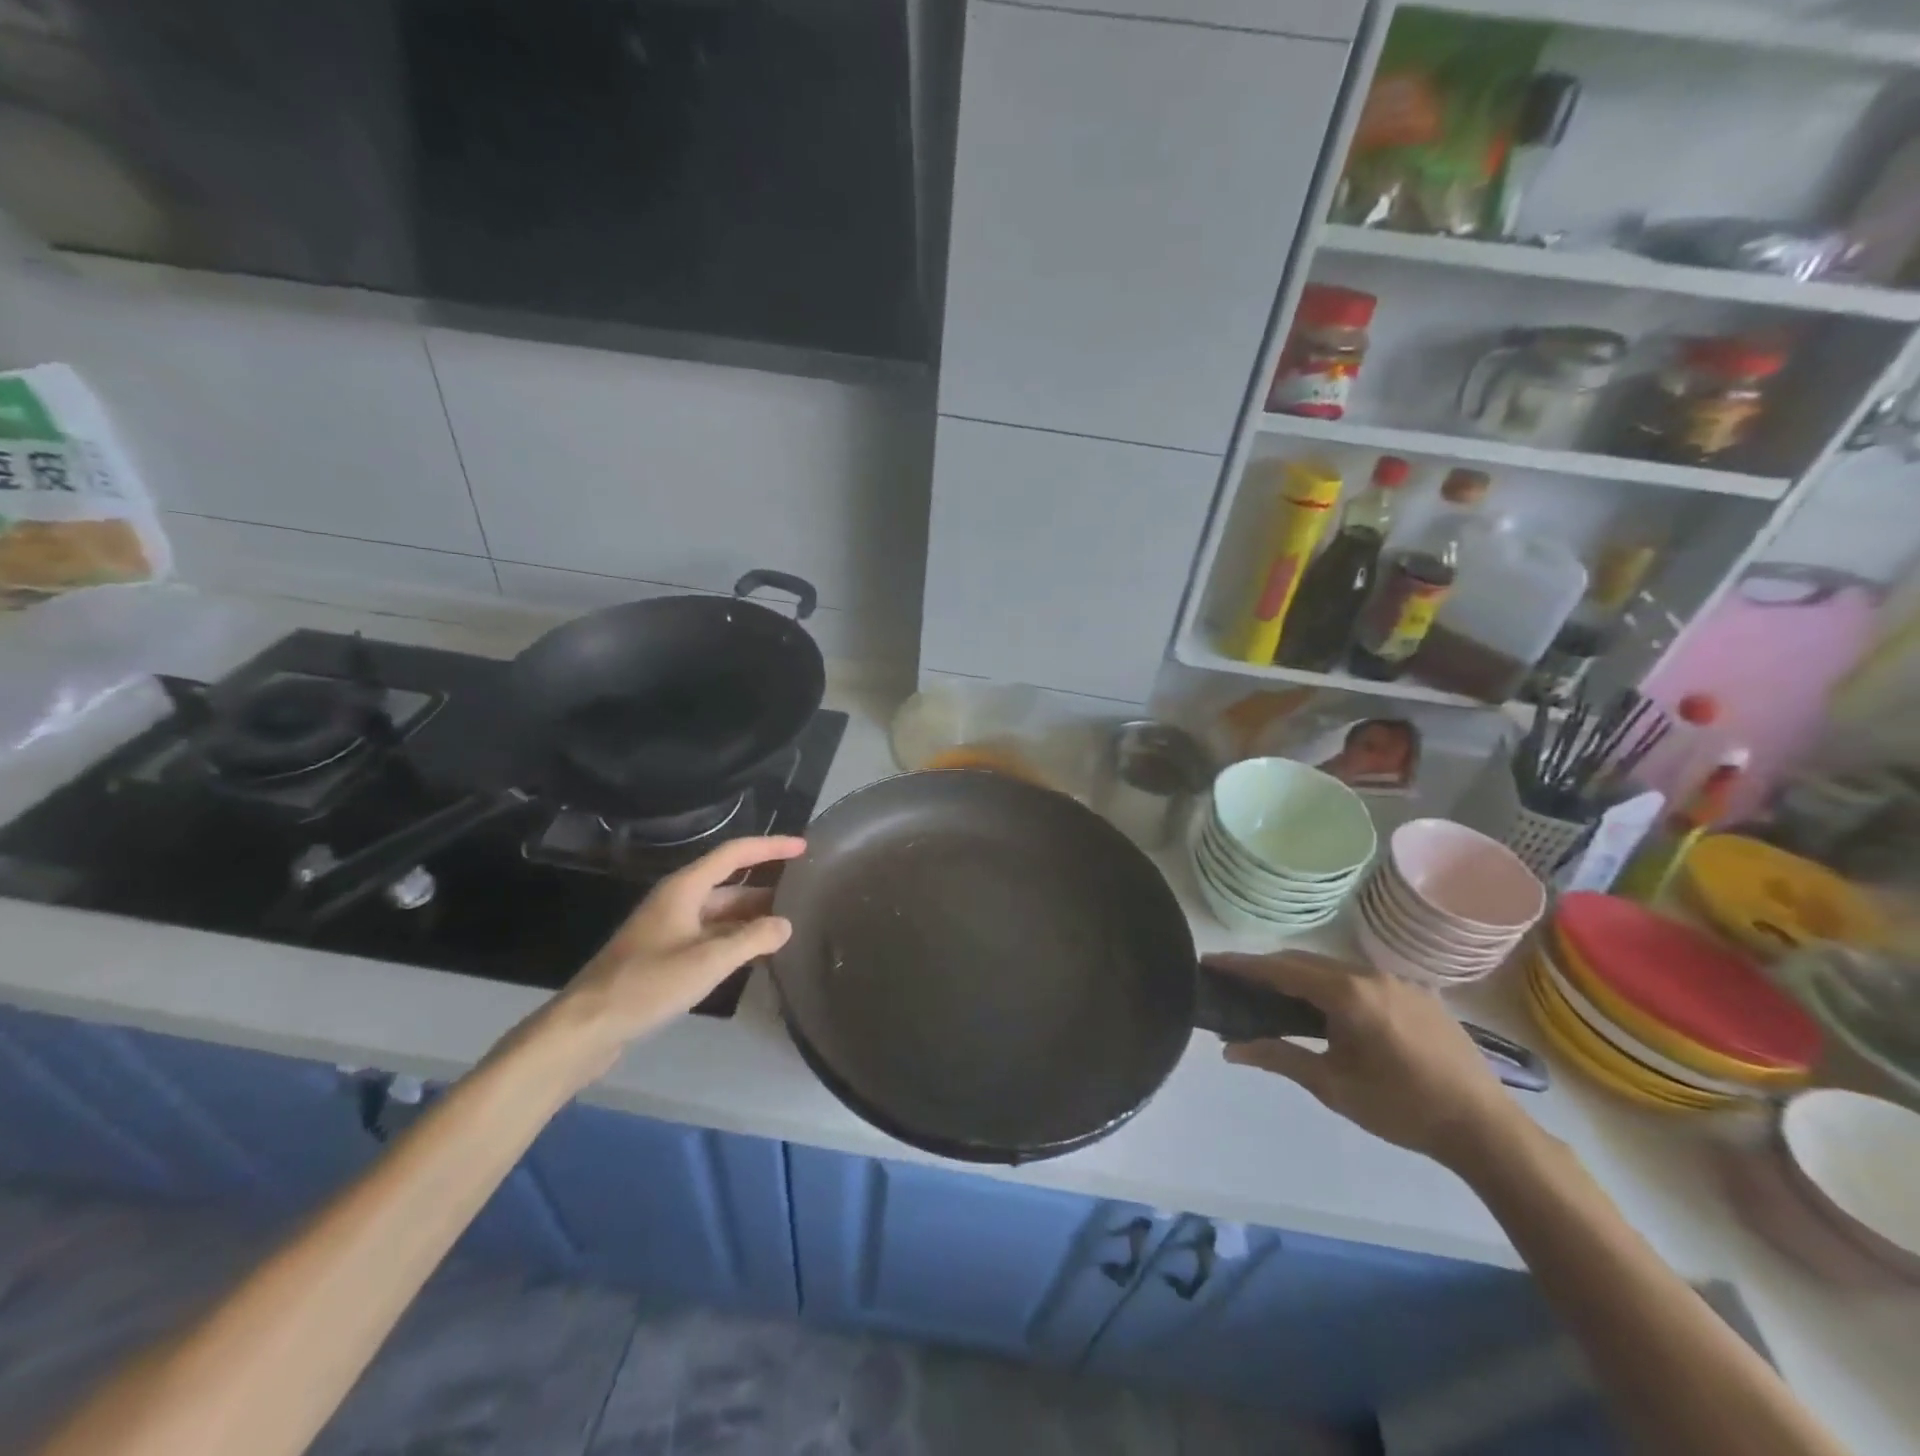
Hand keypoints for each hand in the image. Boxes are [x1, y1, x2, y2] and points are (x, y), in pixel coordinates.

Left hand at [536, 835, 805, 1074]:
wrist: (587, 1026)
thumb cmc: (647, 984)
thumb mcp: (708, 960)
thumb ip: (752, 939)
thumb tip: (786, 924)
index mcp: (685, 888)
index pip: (735, 854)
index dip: (771, 847)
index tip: (804, 848)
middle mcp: (678, 901)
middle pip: (730, 884)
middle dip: (767, 887)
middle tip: (806, 894)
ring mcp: (670, 929)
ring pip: (722, 914)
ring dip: (753, 918)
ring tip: (790, 926)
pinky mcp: (666, 956)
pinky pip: (711, 937)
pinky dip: (736, 941)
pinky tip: (758, 956)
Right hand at [1208, 950, 1526, 1168]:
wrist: (1485, 1128)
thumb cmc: (1401, 1108)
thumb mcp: (1332, 1086)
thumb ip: (1279, 1057)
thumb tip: (1230, 1048)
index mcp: (1347, 994)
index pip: (1281, 970)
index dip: (1242, 965)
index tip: (1209, 960)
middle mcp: (1370, 975)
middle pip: (1305, 961)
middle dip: (1267, 967)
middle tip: (1235, 979)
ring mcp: (1398, 981)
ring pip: (1334, 967)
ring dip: (1300, 975)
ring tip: (1274, 992)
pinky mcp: (1417, 993)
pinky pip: (1360, 978)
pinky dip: (1331, 983)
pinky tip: (1326, 1007)